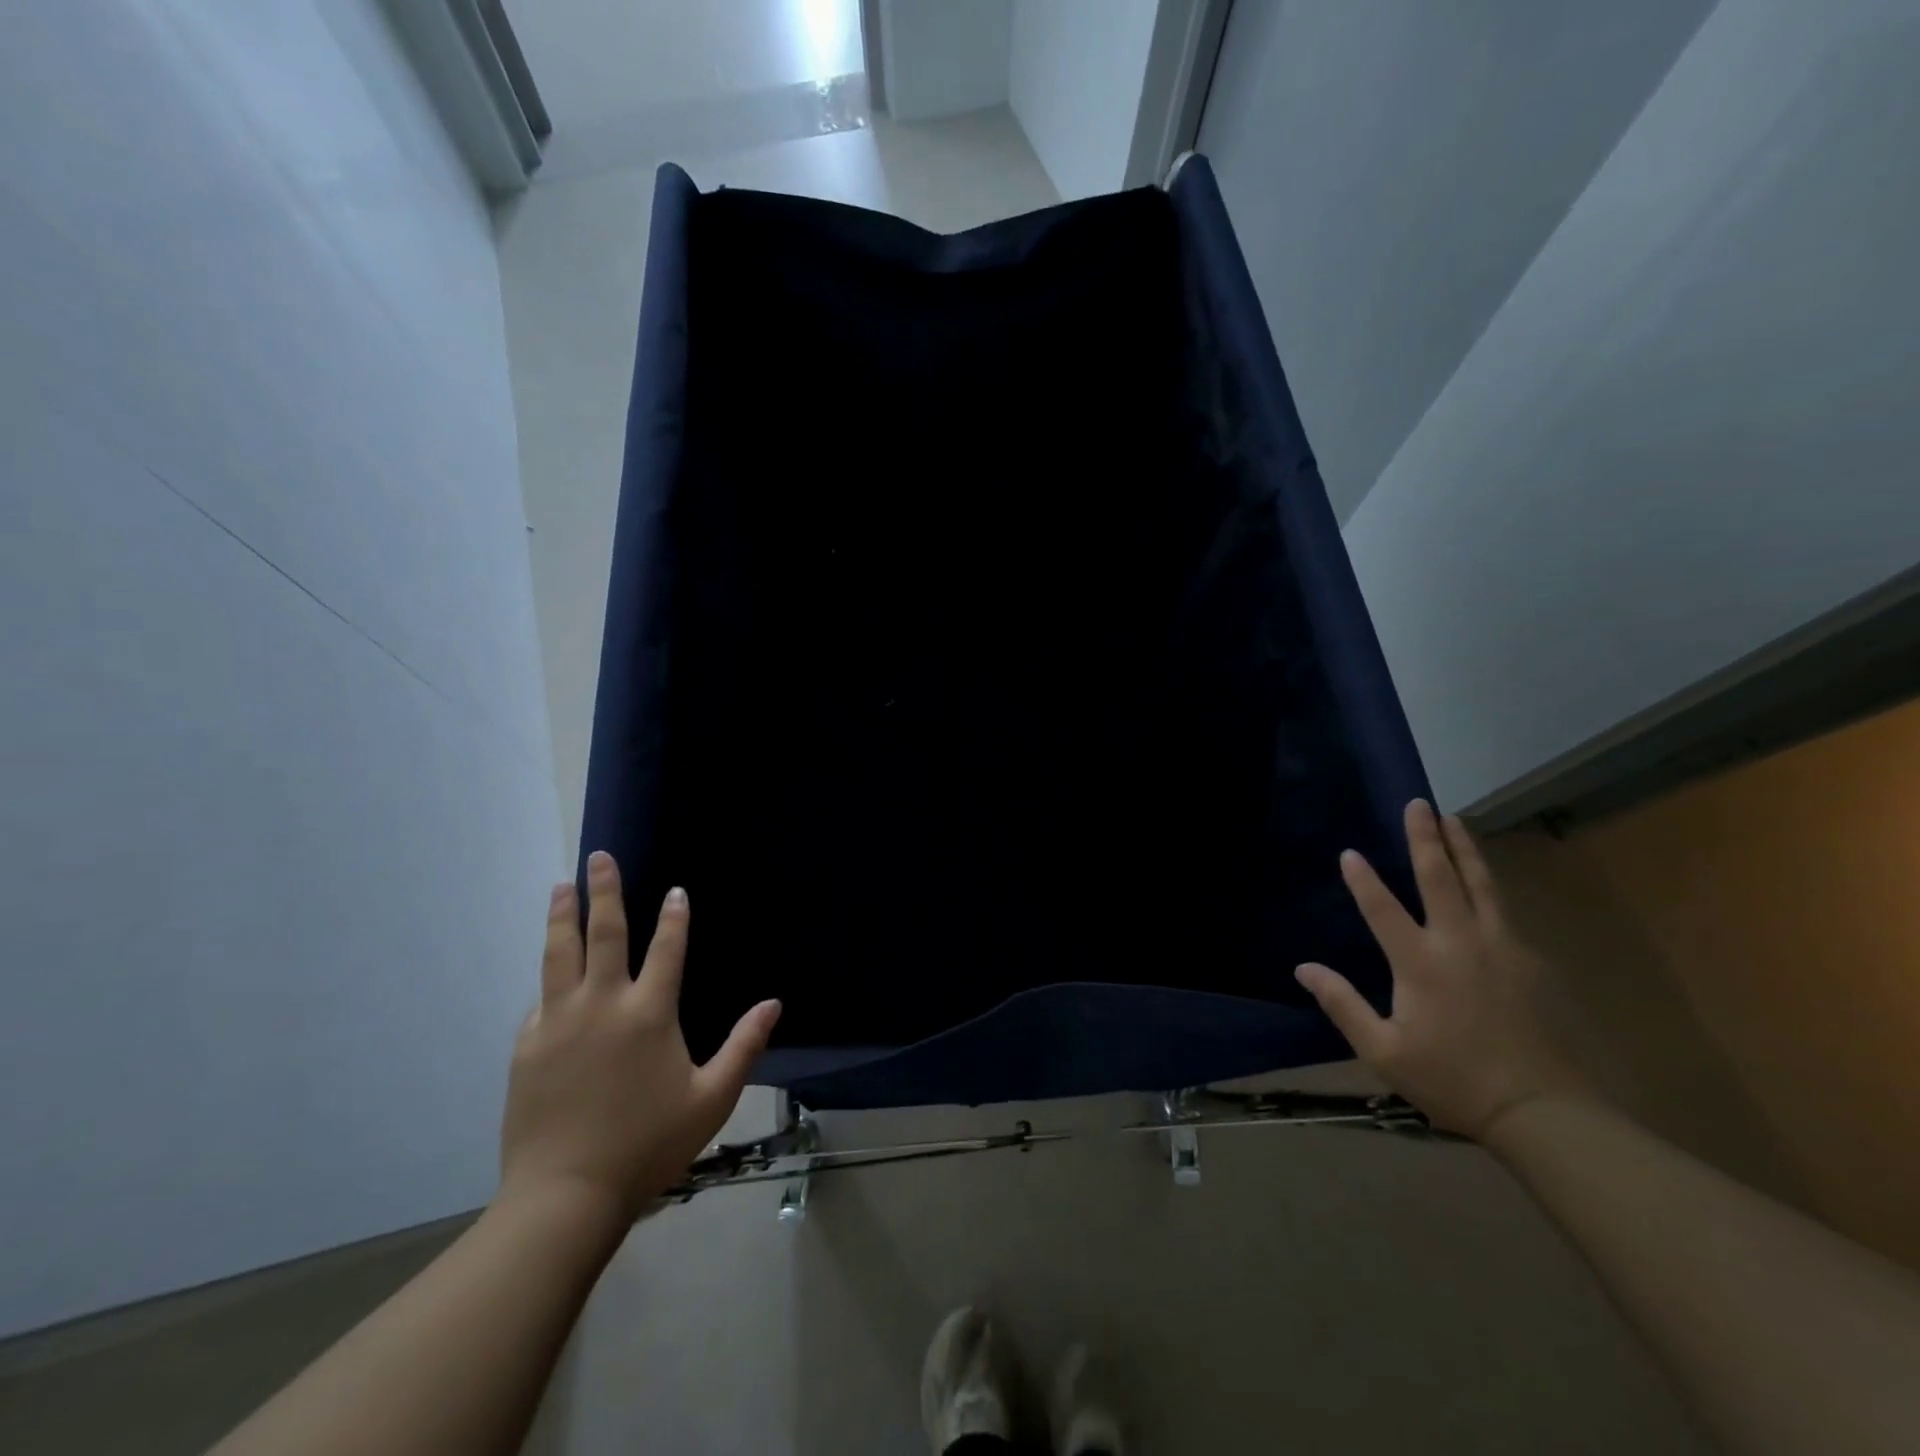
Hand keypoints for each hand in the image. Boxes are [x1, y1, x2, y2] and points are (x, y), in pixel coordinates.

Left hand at [498, 851, 780, 1224]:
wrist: (564, 1195)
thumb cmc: (648, 1145)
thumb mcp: (711, 1098)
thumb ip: (744, 1046)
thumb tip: (773, 1003)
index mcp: (649, 1014)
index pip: (667, 949)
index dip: (674, 916)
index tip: (675, 890)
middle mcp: (602, 1005)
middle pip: (602, 934)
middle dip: (603, 891)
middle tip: (598, 858)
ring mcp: (558, 1022)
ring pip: (559, 955)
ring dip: (562, 917)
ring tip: (559, 887)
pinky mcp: (528, 1047)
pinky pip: (540, 1000)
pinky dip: (549, 979)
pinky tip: (549, 974)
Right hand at [1294, 800, 1587, 1139]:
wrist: (1544, 1111)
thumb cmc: (1452, 1080)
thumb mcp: (1383, 1051)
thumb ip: (1342, 1004)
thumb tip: (1303, 968)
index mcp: (1420, 963)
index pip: (1383, 908)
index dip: (1363, 879)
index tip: (1349, 852)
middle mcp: (1461, 943)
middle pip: (1440, 878)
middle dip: (1425, 838)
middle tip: (1418, 804)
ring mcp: (1502, 948)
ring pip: (1482, 885)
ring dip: (1464, 849)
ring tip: (1455, 819)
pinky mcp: (1531, 962)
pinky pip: (1503, 910)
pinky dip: (1488, 885)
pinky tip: (1483, 881)